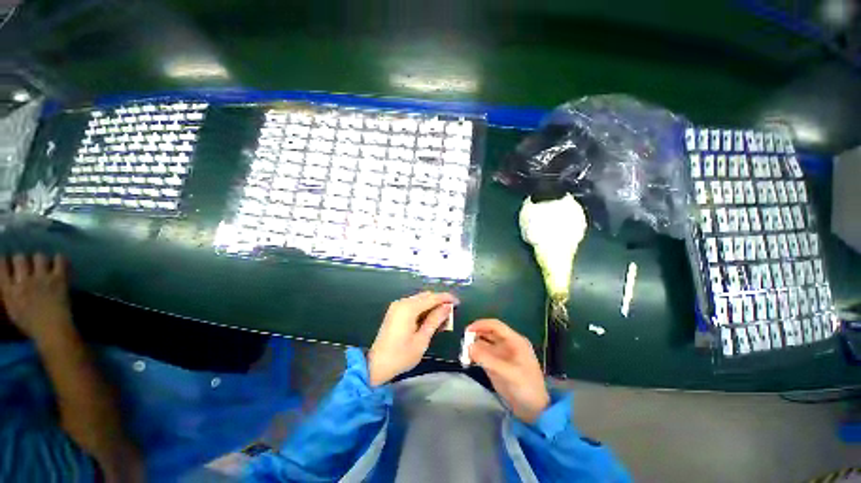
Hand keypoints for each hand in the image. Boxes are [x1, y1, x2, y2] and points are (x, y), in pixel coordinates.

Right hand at [0, 254, 72, 340]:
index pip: (2, 267)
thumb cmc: (31, 325)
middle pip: (20, 258)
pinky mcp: (58, 279)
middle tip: (28, 265)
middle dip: (23, 260)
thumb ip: (10, 294)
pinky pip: (59, 261)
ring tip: (44, 265)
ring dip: (41, 260)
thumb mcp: (13, 310)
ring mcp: (42, 279)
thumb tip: (10, 282)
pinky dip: (59, 259)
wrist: (52, 331)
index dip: (5, 262)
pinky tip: (59, 262)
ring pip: (39, 257)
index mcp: (10, 291)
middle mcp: (23, 281)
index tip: (7, 261)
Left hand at [367, 291, 457, 385]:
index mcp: (408, 308)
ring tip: (443, 318)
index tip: (458, 302)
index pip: (432, 297)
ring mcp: (397, 306)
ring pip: (420, 299)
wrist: (376, 365)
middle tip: (451, 312)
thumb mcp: (422, 339)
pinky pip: (413, 304)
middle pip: (425, 296)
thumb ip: (435, 320)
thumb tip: (447, 307)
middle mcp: (402, 302)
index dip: (446, 298)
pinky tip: (430, 319)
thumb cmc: (401, 355)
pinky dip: (423, 309)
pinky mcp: (395, 311)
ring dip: (432, 305)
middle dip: (439, 301)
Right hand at [467, 319, 549, 422]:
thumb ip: (488, 360)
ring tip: (464, 353)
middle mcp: (507, 344)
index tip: (467, 331)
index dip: (481, 325)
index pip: (495, 325)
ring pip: (484, 343)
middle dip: (475, 335)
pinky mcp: (496, 364)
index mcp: (514, 341)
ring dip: (473, 346)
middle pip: (488, 333)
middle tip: (463, 343)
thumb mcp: (508, 373)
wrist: (534, 410)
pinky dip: (475, 355)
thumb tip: (468, 347)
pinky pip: (483, 354)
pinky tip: (468, 360)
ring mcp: (501, 354)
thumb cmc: (526, 388)